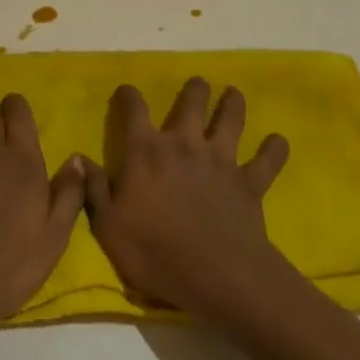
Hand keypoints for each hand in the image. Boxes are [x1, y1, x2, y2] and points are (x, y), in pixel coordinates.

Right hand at [82, 79, 290, 314]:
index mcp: (146, 151)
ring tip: (234, 95)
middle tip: (197, 85)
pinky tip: (279, 142)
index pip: (134, 109)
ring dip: (233, 104)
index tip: (126, 91)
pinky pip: (267, 160)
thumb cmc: (155, 251)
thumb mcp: (108, 226)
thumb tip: (80, 157)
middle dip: (194, 89)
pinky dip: (274, 150)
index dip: (128, 95)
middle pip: (191, 102)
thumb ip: (93, 188)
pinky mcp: (249, 182)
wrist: (216, 274)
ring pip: (230, 119)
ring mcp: (220, 160)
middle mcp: (184, 144)